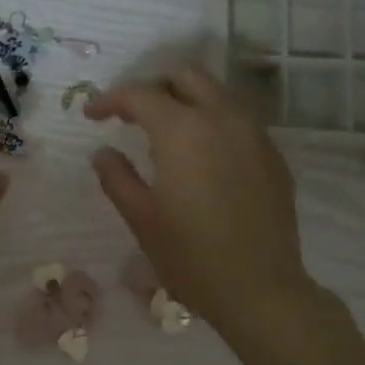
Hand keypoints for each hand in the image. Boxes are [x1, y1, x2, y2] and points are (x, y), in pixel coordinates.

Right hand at [87, 66, 325, 353]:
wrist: (260, 289)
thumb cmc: (190, 257)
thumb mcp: (141, 219)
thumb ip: (117, 178)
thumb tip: (103, 152)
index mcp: (183, 131)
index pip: (141, 95)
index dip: (111, 99)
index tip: (91, 116)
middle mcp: (222, 119)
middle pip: (185, 76)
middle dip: (152, 86)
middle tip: (129, 114)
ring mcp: (254, 135)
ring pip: (217, 93)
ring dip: (185, 99)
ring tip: (162, 131)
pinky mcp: (272, 156)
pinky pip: (237, 119)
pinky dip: (211, 121)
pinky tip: (199, 155)